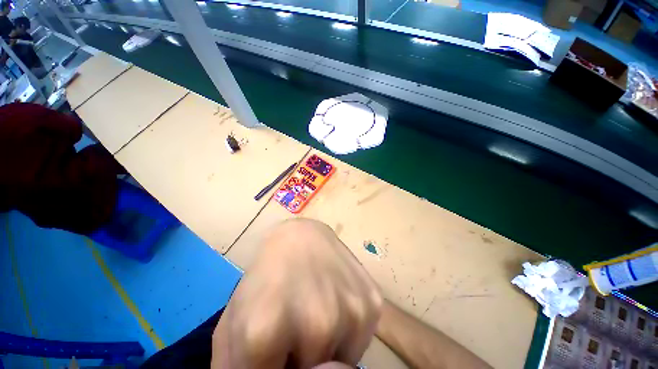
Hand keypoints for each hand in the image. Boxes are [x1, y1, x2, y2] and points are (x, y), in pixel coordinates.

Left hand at [212, 219, 381, 368]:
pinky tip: (335, 303)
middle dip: (302, 365)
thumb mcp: (235, 326)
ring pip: (341, 366)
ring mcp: (350, 312)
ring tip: (315, 314)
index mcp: (265, 333)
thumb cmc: (265, 277)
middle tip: (295, 333)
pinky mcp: (373, 302)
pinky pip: (361, 343)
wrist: (301, 237)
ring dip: (328, 351)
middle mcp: (316, 326)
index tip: (277, 355)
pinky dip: (347, 335)